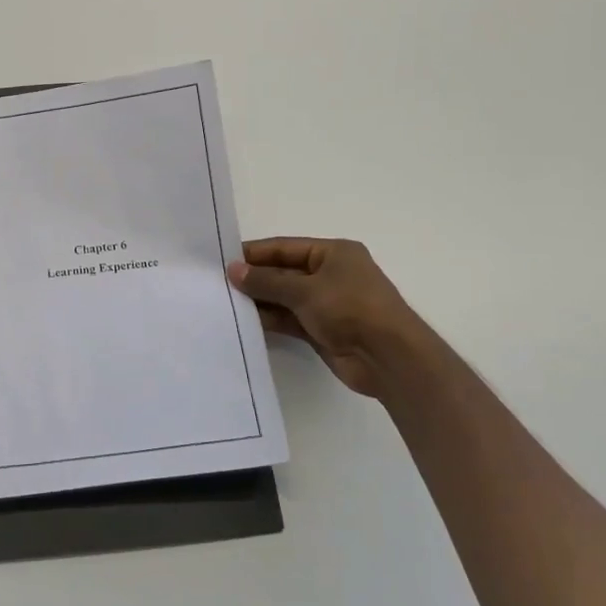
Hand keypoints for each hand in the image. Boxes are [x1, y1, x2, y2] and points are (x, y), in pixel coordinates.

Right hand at [228, 237, 427, 400]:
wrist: (388, 357)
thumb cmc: (351, 308)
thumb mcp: (305, 289)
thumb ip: (266, 281)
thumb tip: (233, 271)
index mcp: (333, 253)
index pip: (285, 248)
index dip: (255, 254)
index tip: (222, 260)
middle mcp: (331, 274)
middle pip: (284, 272)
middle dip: (255, 279)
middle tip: (218, 284)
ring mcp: (327, 304)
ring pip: (285, 298)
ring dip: (260, 301)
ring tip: (225, 303)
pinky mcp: (323, 330)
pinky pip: (290, 320)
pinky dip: (271, 320)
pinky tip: (245, 322)